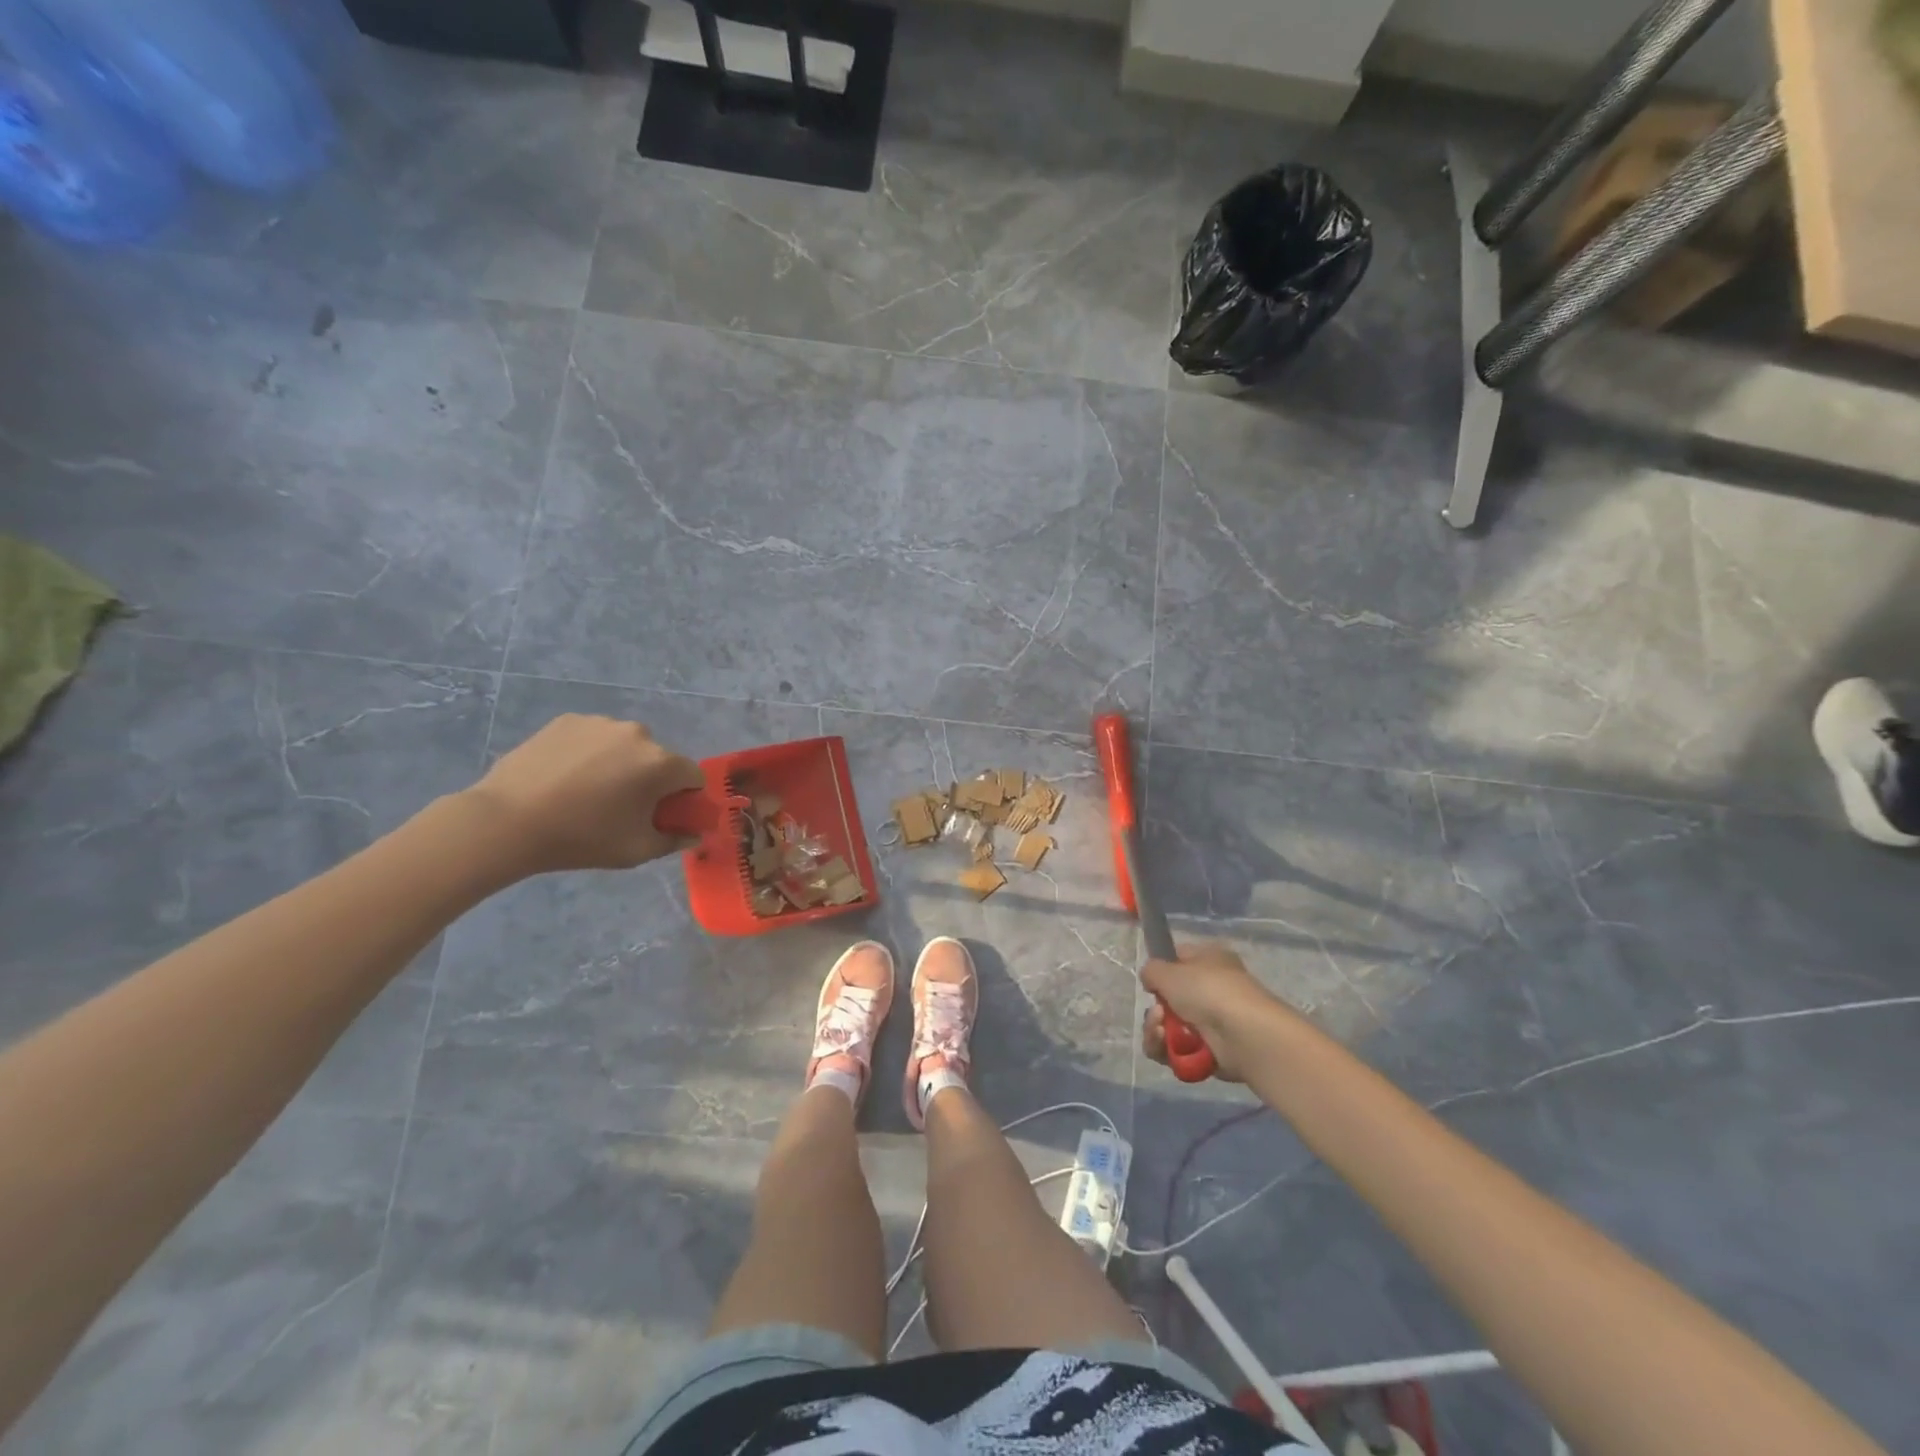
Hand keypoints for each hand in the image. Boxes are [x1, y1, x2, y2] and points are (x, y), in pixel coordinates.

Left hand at [464, 715, 706, 873]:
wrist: (507, 821)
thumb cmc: (582, 839)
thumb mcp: (637, 851)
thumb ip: (675, 840)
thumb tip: (694, 834)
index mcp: (662, 763)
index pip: (693, 776)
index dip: (684, 798)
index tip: (662, 815)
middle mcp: (639, 734)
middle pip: (659, 758)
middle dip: (650, 779)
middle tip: (621, 806)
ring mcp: (601, 723)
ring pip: (626, 745)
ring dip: (620, 763)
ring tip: (587, 790)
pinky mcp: (568, 720)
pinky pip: (594, 737)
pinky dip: (590, 753)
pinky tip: (565, 776)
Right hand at [1140, 943, 1279, 1083]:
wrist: (1244, 1035)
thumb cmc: (1208, 991)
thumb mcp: (1169, 971)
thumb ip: (1151, 970)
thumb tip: (1150, 978)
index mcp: (1209, 960)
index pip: (1178, 959)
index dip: (1161, 971)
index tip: (1150, 982)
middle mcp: (1212, 989)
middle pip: (1169, 1000)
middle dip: (1155, 1010)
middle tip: (1158, 1014)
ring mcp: (1211, 1023)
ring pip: (1168, 1028)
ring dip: (1156, 1031)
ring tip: (1161, 1032)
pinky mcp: (1209, 1052)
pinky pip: (1176, 1051)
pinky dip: (1167, 1050)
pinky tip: (1167, 1046)